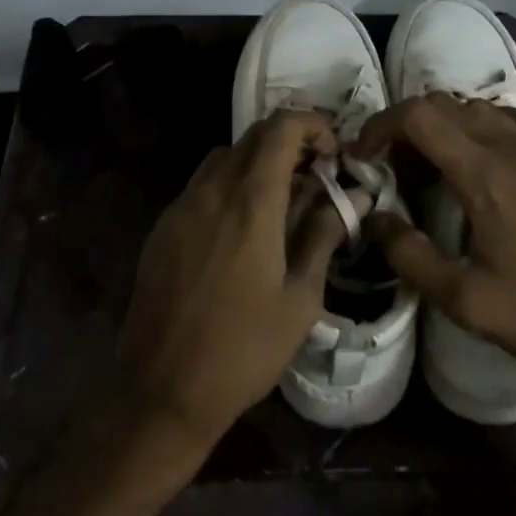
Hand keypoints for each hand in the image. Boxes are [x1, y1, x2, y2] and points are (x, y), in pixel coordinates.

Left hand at [116, 110, 349, 450]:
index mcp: (251, 202)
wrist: (161, 390)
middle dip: (290, 141)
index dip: (313, 125)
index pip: (282, 128)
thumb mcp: (300, 298)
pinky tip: (241, 227)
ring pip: (225, 155)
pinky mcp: (164, 226)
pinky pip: (202, 183)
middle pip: (254, 135)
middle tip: (315, 175)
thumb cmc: (243, 349)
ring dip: (258, 161)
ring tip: (281, 199)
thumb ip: (324, 235)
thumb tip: (353, 195)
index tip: (333, 154)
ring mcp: (182, 205)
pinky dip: (230, 183)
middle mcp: (213, 190)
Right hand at [353, 94, 515, 380]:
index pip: (419, 117)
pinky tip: (492, 152)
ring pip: (482, 107)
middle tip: (398, 170)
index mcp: (484, 174)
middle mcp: (513, 145)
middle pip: (446, 105)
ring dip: (448, 125)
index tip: (365, 154)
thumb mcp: (466, 300)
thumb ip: (411, 256)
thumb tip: (373, 219)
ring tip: (440, 164)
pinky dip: (492, 123)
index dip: (381, 125)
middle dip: (409, 128)